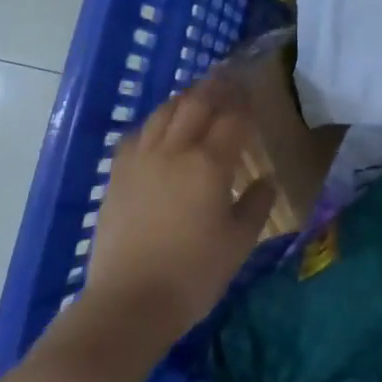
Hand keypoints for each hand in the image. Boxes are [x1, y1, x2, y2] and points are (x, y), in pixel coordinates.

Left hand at [74, 76, 276, 352]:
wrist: (129, 303)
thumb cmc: (194, 274)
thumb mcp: (240, 241)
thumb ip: (256, 204)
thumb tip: (264, 180)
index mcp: (209, 164)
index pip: (231, 119)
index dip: (243, 102)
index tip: (252, 90)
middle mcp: (174, 151)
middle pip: (195, 105)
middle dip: (214, 88)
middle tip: (227, 78)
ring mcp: (141, 161)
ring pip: (164, 113)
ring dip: (183, 99)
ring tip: (196, 96)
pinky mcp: (117, 176)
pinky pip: (137, 135)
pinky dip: (154, 123)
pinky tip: (159, 129)